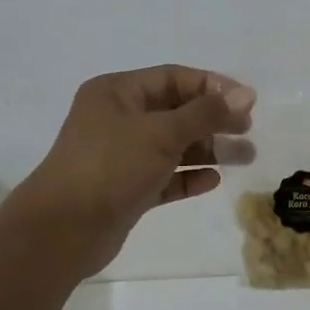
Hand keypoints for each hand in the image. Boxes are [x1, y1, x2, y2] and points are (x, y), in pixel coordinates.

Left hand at [20, 65, 254, 266]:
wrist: (62, 231)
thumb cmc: (110, 166)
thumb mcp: (161, 133)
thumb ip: (205, 113)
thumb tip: (246, 95)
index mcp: (117, 92)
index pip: (173, 77)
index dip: (212, 86)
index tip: (247, 103)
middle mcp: (118, 118)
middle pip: (176, 111)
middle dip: (214, 119)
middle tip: (248, 131)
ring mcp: (121, 155)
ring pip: (173, 145)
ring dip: (208, 149)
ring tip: (245, 157)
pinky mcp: (125, 189)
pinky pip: (164, 176)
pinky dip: (188, 176)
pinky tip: (213, 180)